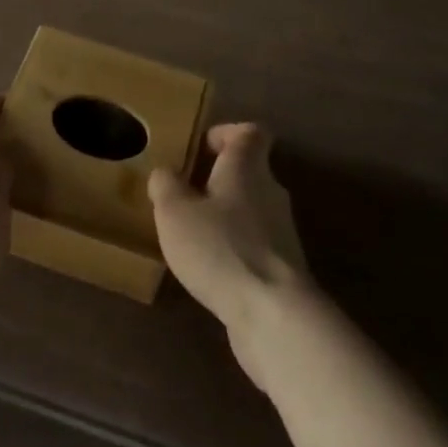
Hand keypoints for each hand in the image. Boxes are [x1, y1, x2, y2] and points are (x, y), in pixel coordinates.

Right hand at [149, 122, 311, 388]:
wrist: (274, 314)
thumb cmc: (221, 248)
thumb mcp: (175, 212)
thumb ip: (166, 185)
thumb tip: (165, 173)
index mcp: (248, 166)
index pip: (250, 132)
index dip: (227, 133)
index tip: (202, 146)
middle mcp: (271, 191)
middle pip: (249, 170)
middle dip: (218, 178)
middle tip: (184, 192)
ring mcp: (282, 231)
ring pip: (251, 209)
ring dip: (225, 215)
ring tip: (191, 233)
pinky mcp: (282, 267)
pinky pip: (255, 243)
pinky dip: (234, 247)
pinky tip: (209, 267)